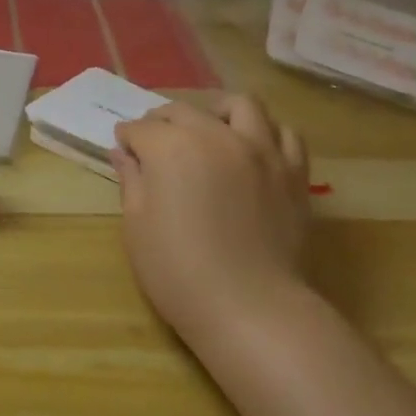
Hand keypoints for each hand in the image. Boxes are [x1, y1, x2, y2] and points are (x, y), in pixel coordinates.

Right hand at [111, 94, 313, 344]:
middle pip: (183, 110)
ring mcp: (260, 150)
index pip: (140, 129)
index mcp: (171, 147)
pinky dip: (267, 133)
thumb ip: (131, 180)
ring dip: (218, 111)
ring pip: (240, 105)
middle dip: (162, 121)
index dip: (128, 139)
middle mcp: (215, 136)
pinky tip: (253, 150)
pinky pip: (285, 134)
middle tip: (155, 142)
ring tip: (210, 129)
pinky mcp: (292, 172)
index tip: (124, 150)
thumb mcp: (137, 226)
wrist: (251, 310)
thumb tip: (123, 153)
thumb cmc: (179, 271)